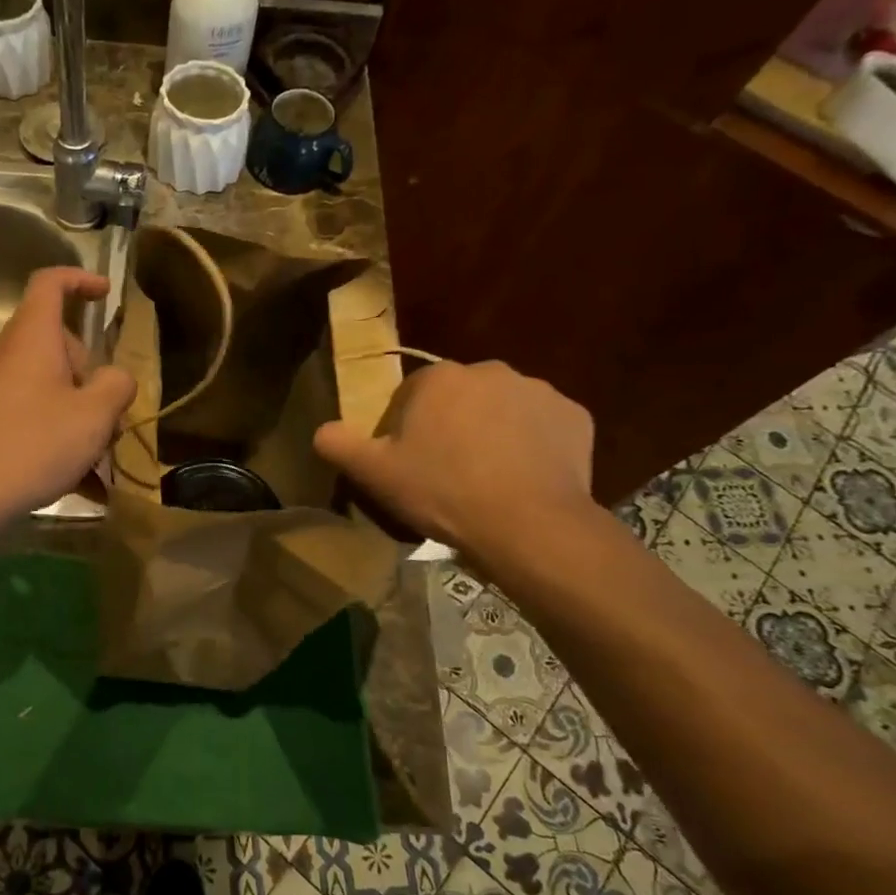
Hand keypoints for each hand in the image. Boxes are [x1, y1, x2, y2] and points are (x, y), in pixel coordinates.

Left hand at [0, 267, 135, 526]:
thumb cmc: (34, 445)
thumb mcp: (94, 416)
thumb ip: (117, 386)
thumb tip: (116, 378)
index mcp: (31, 337)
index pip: (50, 284)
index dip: (80, 281)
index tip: (106, 295)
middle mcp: (5, 352)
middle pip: (57, 345)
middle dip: (90, 376)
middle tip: (110, 418)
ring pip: (46, 385)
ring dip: (77, 413)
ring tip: (99, 461)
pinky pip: (30, 414)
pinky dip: (56, 436)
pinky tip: (81, 484)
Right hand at [313, 360, 597, 568]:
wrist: (527, 524)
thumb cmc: (443, 493)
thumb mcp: (375, 474)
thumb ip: (339, 445)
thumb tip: (321, 430)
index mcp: (439, 378)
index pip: (412, 395)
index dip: (407, 429)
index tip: (411, 463)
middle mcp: (490, 370)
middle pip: (460, 398)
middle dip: (453, 425)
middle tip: (449, 473)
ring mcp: (538, 390)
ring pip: (503, 409)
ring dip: (493, 433)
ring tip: (489, 480)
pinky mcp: (575, 416)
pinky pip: (543, 427)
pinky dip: (533, 446)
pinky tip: (525, 479)